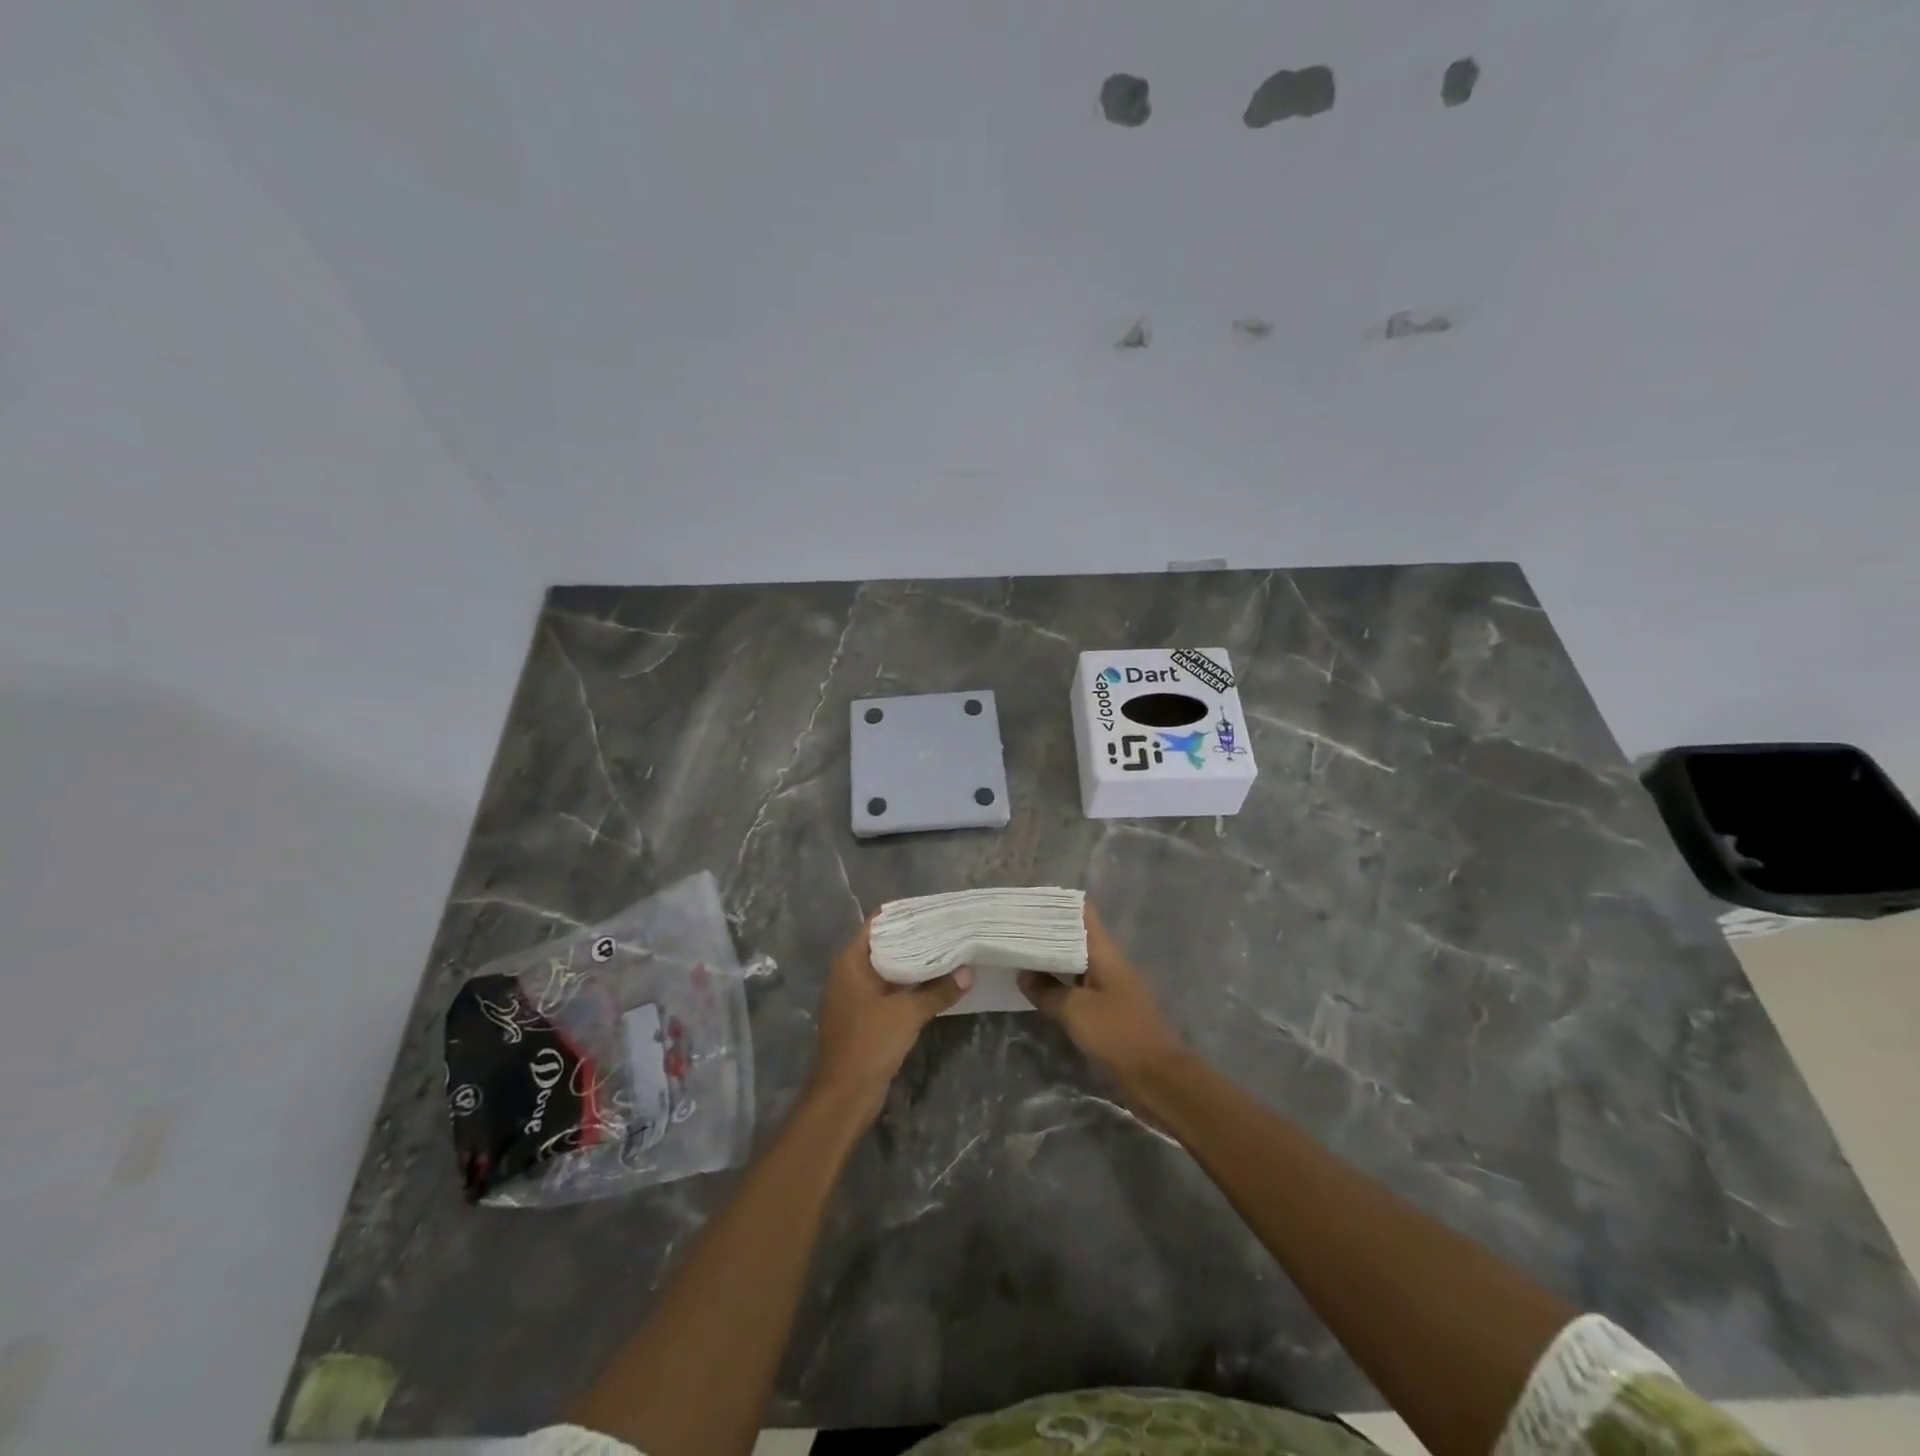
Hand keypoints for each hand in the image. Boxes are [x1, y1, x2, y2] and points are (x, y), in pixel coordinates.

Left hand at [806, 919, 971, 1123]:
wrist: (843, 1096)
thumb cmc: (869, 1044)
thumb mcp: (908, 1014)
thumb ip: (938, 991)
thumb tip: (968, 972)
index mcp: (851, 962)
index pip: (879, 923)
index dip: (906, 914)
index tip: (935, 909)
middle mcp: (850, 973)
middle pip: (886, 945)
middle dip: (916, 938)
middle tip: (950, 929)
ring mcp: (856, 996)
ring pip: (890, 969)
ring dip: (915, 964)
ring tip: (950, 951)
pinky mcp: (865, 1016)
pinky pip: (890, 990)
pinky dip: (910, 985)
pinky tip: (937, 984)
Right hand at [1020, 903, 1184, 1089]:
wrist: (1158, 1078)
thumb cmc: (1117, 1035)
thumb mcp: (1075, 1011)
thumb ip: (1047, 990)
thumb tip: (1023, 973)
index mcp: (1105, 953)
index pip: (1082, 914)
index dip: (1056, 906)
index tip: (1028, 904)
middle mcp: (1109, 963)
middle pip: (1077, 937)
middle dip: (1047, 934)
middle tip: (1014, 931)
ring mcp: (1112, 986)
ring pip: (1077, 962)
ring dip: (1053, 960)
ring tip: (1020, 955)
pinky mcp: (1111, 1009)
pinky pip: (1081, 986)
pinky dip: (1061, 984)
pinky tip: (1040, 989)